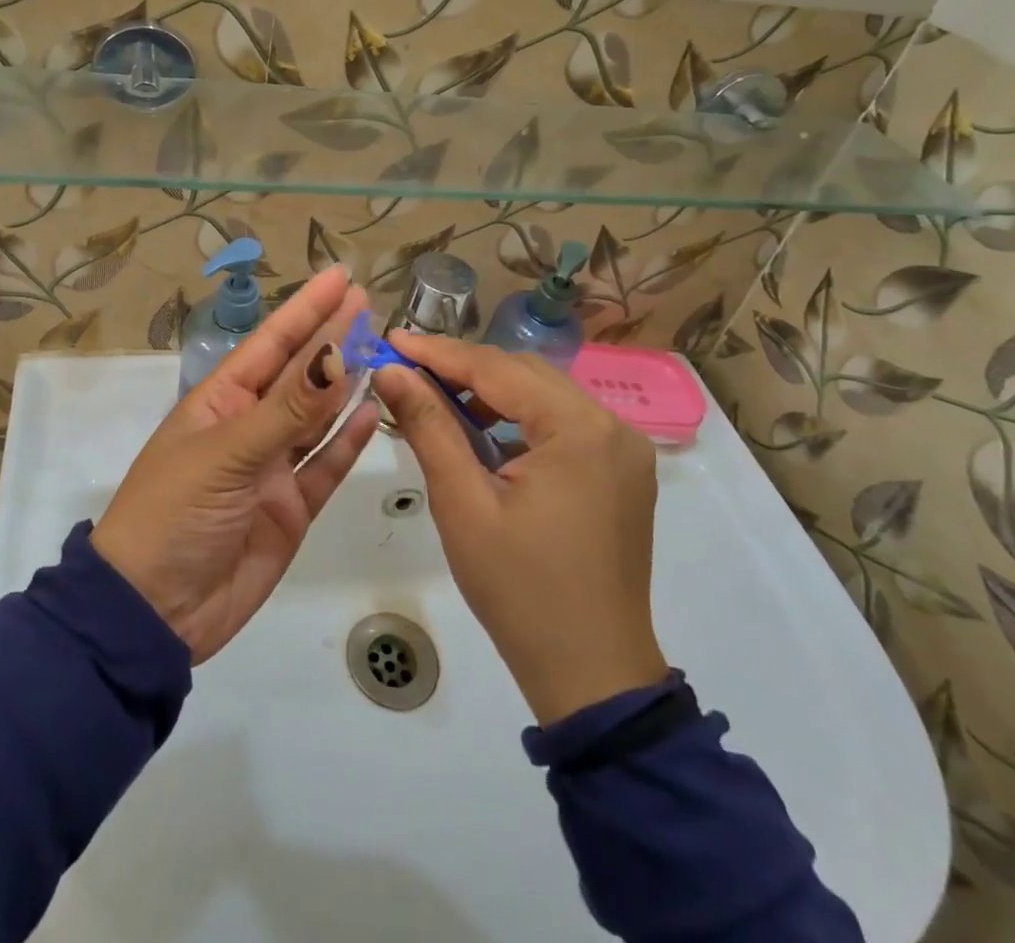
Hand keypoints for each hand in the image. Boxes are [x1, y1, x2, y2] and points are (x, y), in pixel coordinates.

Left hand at [92, 266, 380, 663]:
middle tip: (369, 303)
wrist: (153, 612)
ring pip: (317, 417)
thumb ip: (287, 409)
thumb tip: (333, 354)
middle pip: (298, 374)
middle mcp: (248, 427)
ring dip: (345, 384)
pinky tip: (372, 412)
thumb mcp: (227, 454)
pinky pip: (324, 466)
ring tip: (380, 350)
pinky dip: (348, 441)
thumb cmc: (173, 514)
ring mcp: (272, 469)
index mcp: (220, 402)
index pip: (271, 343)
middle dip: (330, 337)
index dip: (306, 309)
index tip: (341, 278)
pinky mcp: (291, 509)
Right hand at [374, 333, 668, 725]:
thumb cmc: (520, 590)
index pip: (497, 369)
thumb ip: (428, 426)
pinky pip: (562, 424)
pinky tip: (483, 434)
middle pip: (525, 374)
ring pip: (544, 396)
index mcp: (580, 429)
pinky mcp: (622, 472)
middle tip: (407, 370)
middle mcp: (612, 425)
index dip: (439, 352)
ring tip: (437, 400)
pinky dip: (519, 420)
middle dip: (464, 369)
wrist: (592, 675)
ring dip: (491, 392)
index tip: (392, 338)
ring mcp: (624, 449)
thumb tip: (390, 372)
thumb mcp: (463, 504)